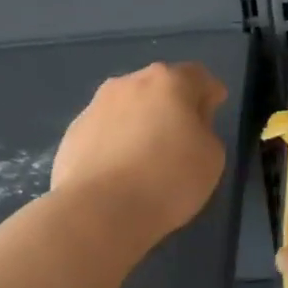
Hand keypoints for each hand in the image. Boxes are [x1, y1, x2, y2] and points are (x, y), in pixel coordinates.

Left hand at [51, 62, 228, 241]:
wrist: (98, 211)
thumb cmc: (168, 180)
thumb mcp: (212, 157)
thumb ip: (205, 131)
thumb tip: (188, 126)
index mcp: (168, 82)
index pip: (197, 76)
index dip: (209, 92)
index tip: (214, 108)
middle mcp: (129, 83)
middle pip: (159, 87)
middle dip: (173, 105)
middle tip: (183, 134)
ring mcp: (96, 106)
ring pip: (128, 107)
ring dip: (141, 122)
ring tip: (147, 155)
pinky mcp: (73, 133)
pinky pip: (105, 131)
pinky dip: (116, 142)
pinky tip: (120, 170)